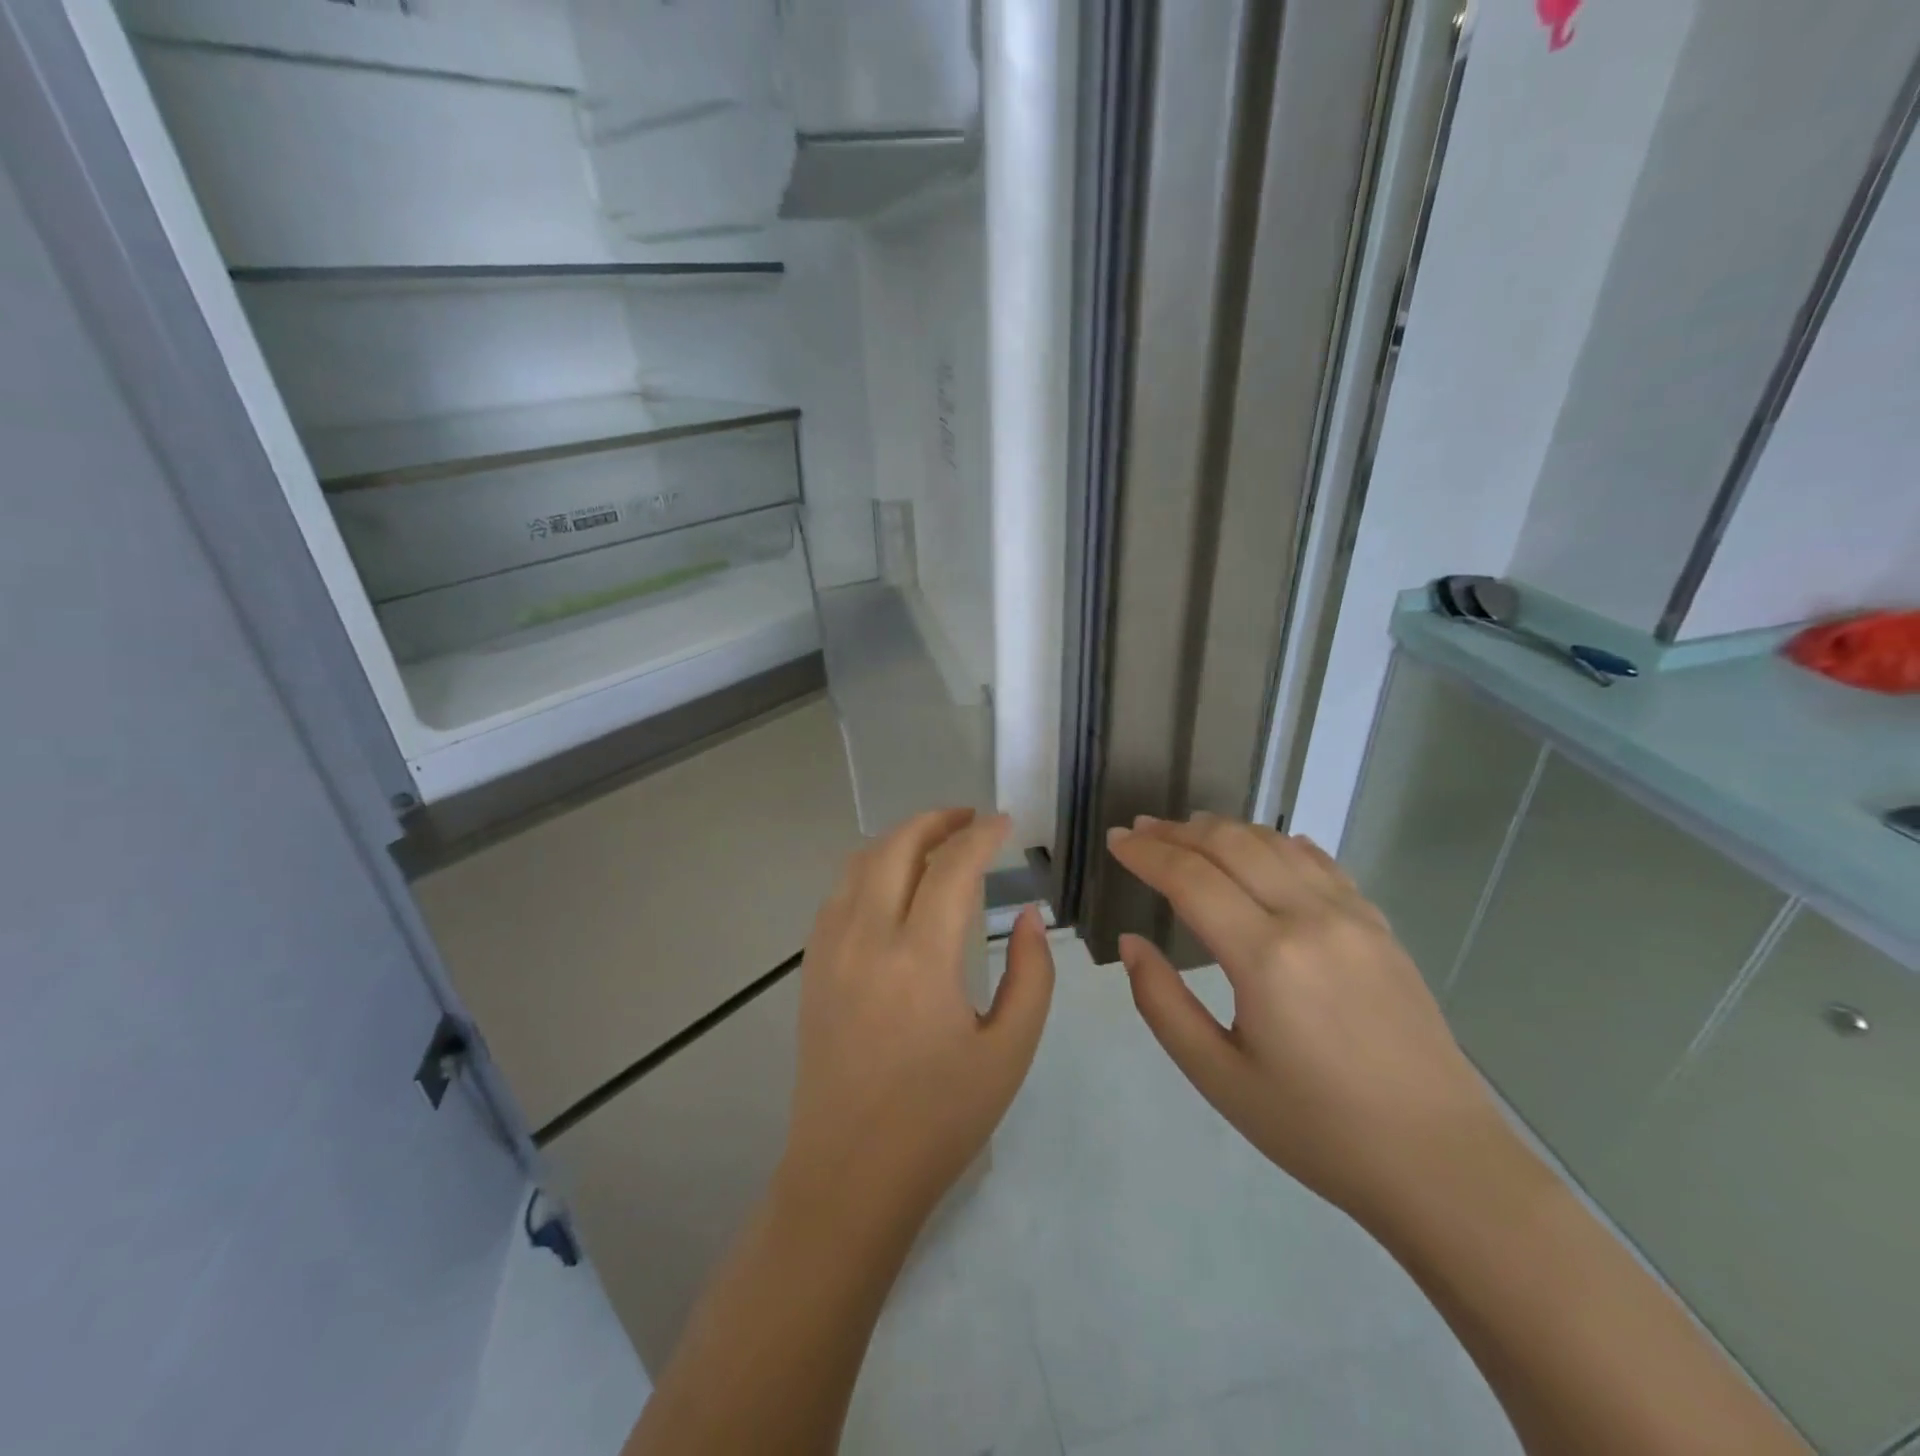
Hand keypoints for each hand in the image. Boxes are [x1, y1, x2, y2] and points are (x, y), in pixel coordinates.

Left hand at [780, 809, 1054, 1229]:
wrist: (849, 1175)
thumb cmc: (939, 1120)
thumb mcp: (1008, 1053)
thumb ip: (1031, 975)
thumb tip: (1028, 916)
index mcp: (920, 959)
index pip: (952, 867)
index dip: (983, 836)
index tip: (1006, 824)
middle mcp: (867, 939)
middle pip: (896, 847)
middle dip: (936, 820)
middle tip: (971, 819)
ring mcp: (830, 950)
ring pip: (860, 863)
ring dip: (900, 839)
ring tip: (935, 841)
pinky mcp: (812, 967)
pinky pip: (839, 893)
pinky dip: (870, 868)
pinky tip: (893, 884)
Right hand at [1106, 813, 1508, 1229]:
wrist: (1441, 1163)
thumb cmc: (1317, 1129)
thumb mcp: (1219, 1078)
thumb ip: (1163, 1003)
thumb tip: (1132, 943)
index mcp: (1266, 958)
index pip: (1190, 878)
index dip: (1146, 853)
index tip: (1115, 840)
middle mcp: (1310, 918)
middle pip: (1232, 845)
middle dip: (1178, 831)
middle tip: (1141, 828)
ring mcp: (1353, 917)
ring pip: (1276, 844)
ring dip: (1225, 829)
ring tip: (1188, 830)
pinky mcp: (1380, 927)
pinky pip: (1321, 863)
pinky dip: (1279, 843)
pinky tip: (1264, 845)